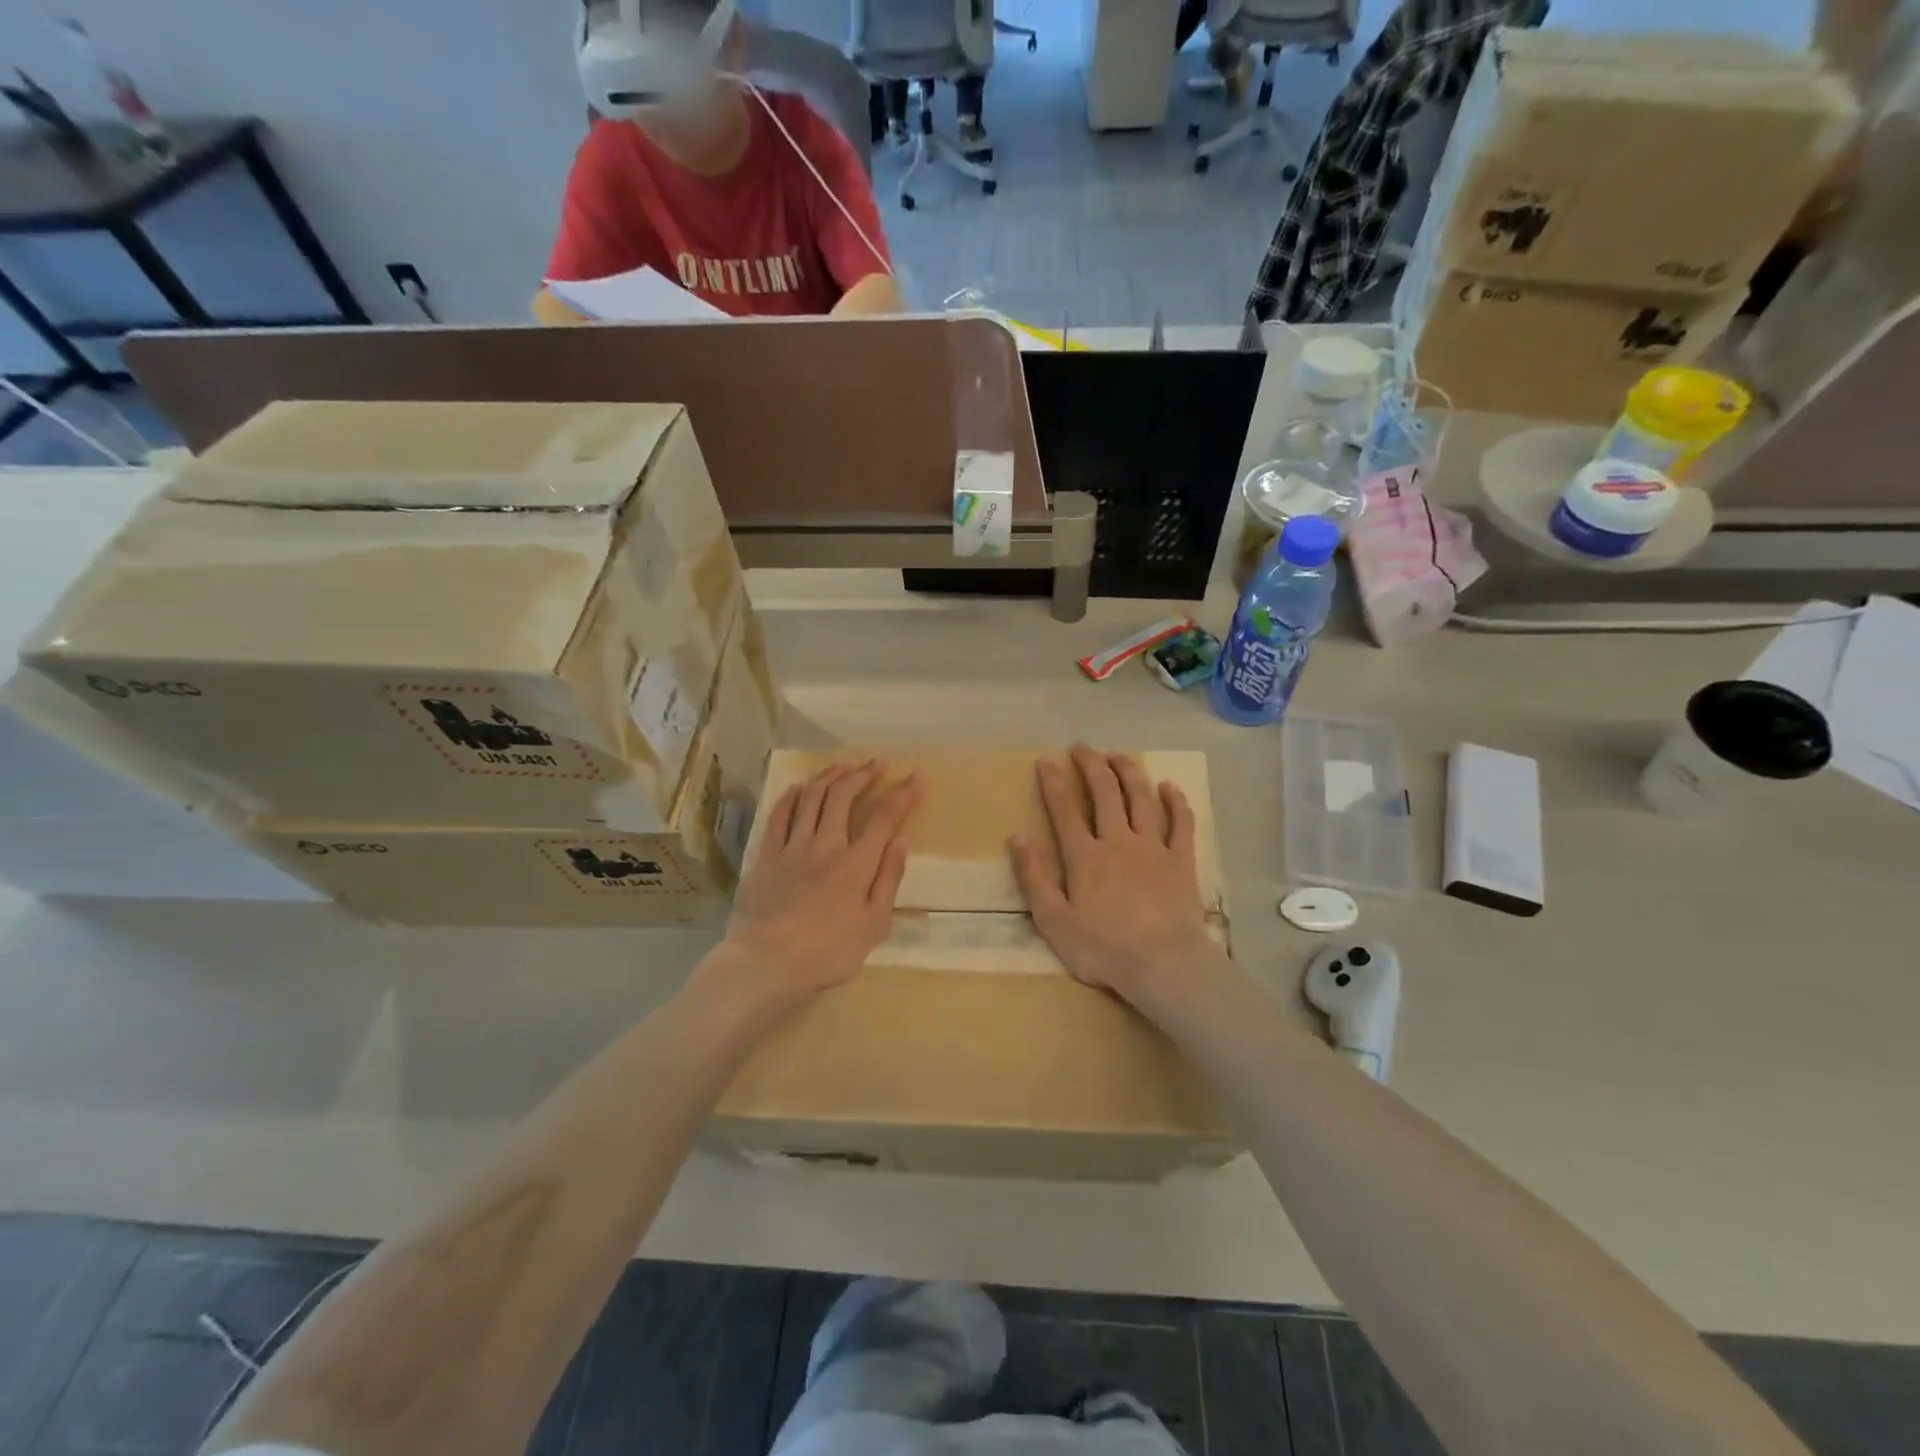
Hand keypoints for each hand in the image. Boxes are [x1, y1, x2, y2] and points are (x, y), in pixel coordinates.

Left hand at [715, 761, 922, 1006]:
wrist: (766, 962)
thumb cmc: (828, 952)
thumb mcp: (873, 925)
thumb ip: (889, 880)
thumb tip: (902, 841)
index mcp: (857, 863)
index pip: (885, 818)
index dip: (903, 794)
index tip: (916, 777)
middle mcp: (826, 845)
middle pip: (844, 796)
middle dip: (863, 775)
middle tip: (877, 764)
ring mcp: (793, 847)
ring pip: (812, 798)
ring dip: (830, 776)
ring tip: (844, 766)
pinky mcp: (767, 856)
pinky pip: (779, 816)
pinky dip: (791, 797)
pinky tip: (799, 787)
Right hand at [1010, 744, 1220, 1007]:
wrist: (1163, 964)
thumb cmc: (1103, 948)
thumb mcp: (1053, 920)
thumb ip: (1034, 877)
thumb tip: (1018, 836)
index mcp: (1085, 856)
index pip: (1065, 809)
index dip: (1053, 782)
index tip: (1046, 760)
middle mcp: (1118, 841)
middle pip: (1105, 793)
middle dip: (1092, 765)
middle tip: (1083, 747)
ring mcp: (1154, 847)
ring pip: (1141, 799)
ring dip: (1129, 772)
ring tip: (1119, 754)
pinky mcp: (1181, 860)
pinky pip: (1181, 823)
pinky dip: (1175, 802)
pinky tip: (1169, 787)